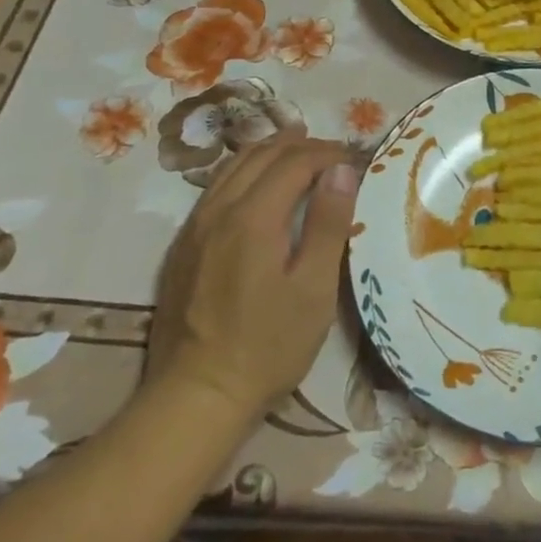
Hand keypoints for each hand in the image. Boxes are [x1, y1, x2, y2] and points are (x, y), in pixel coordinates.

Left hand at [148, 129, 359, 415]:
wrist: (196, 396)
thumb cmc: (268, 345)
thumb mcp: (314, 289)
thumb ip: (328, 223)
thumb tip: (342, 170)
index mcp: (253, 217)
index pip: (295, 161)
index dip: (329, 153)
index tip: (357, 159)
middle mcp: (219, 210)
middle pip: (261, 155)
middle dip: (302, 145)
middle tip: (335, 153)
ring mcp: (195, 227)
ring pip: (233, 166)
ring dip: (270, 152)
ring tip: (299, 151)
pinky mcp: (183, 246)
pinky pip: (216, 187)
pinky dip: (245, 171)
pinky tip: (258, 184)